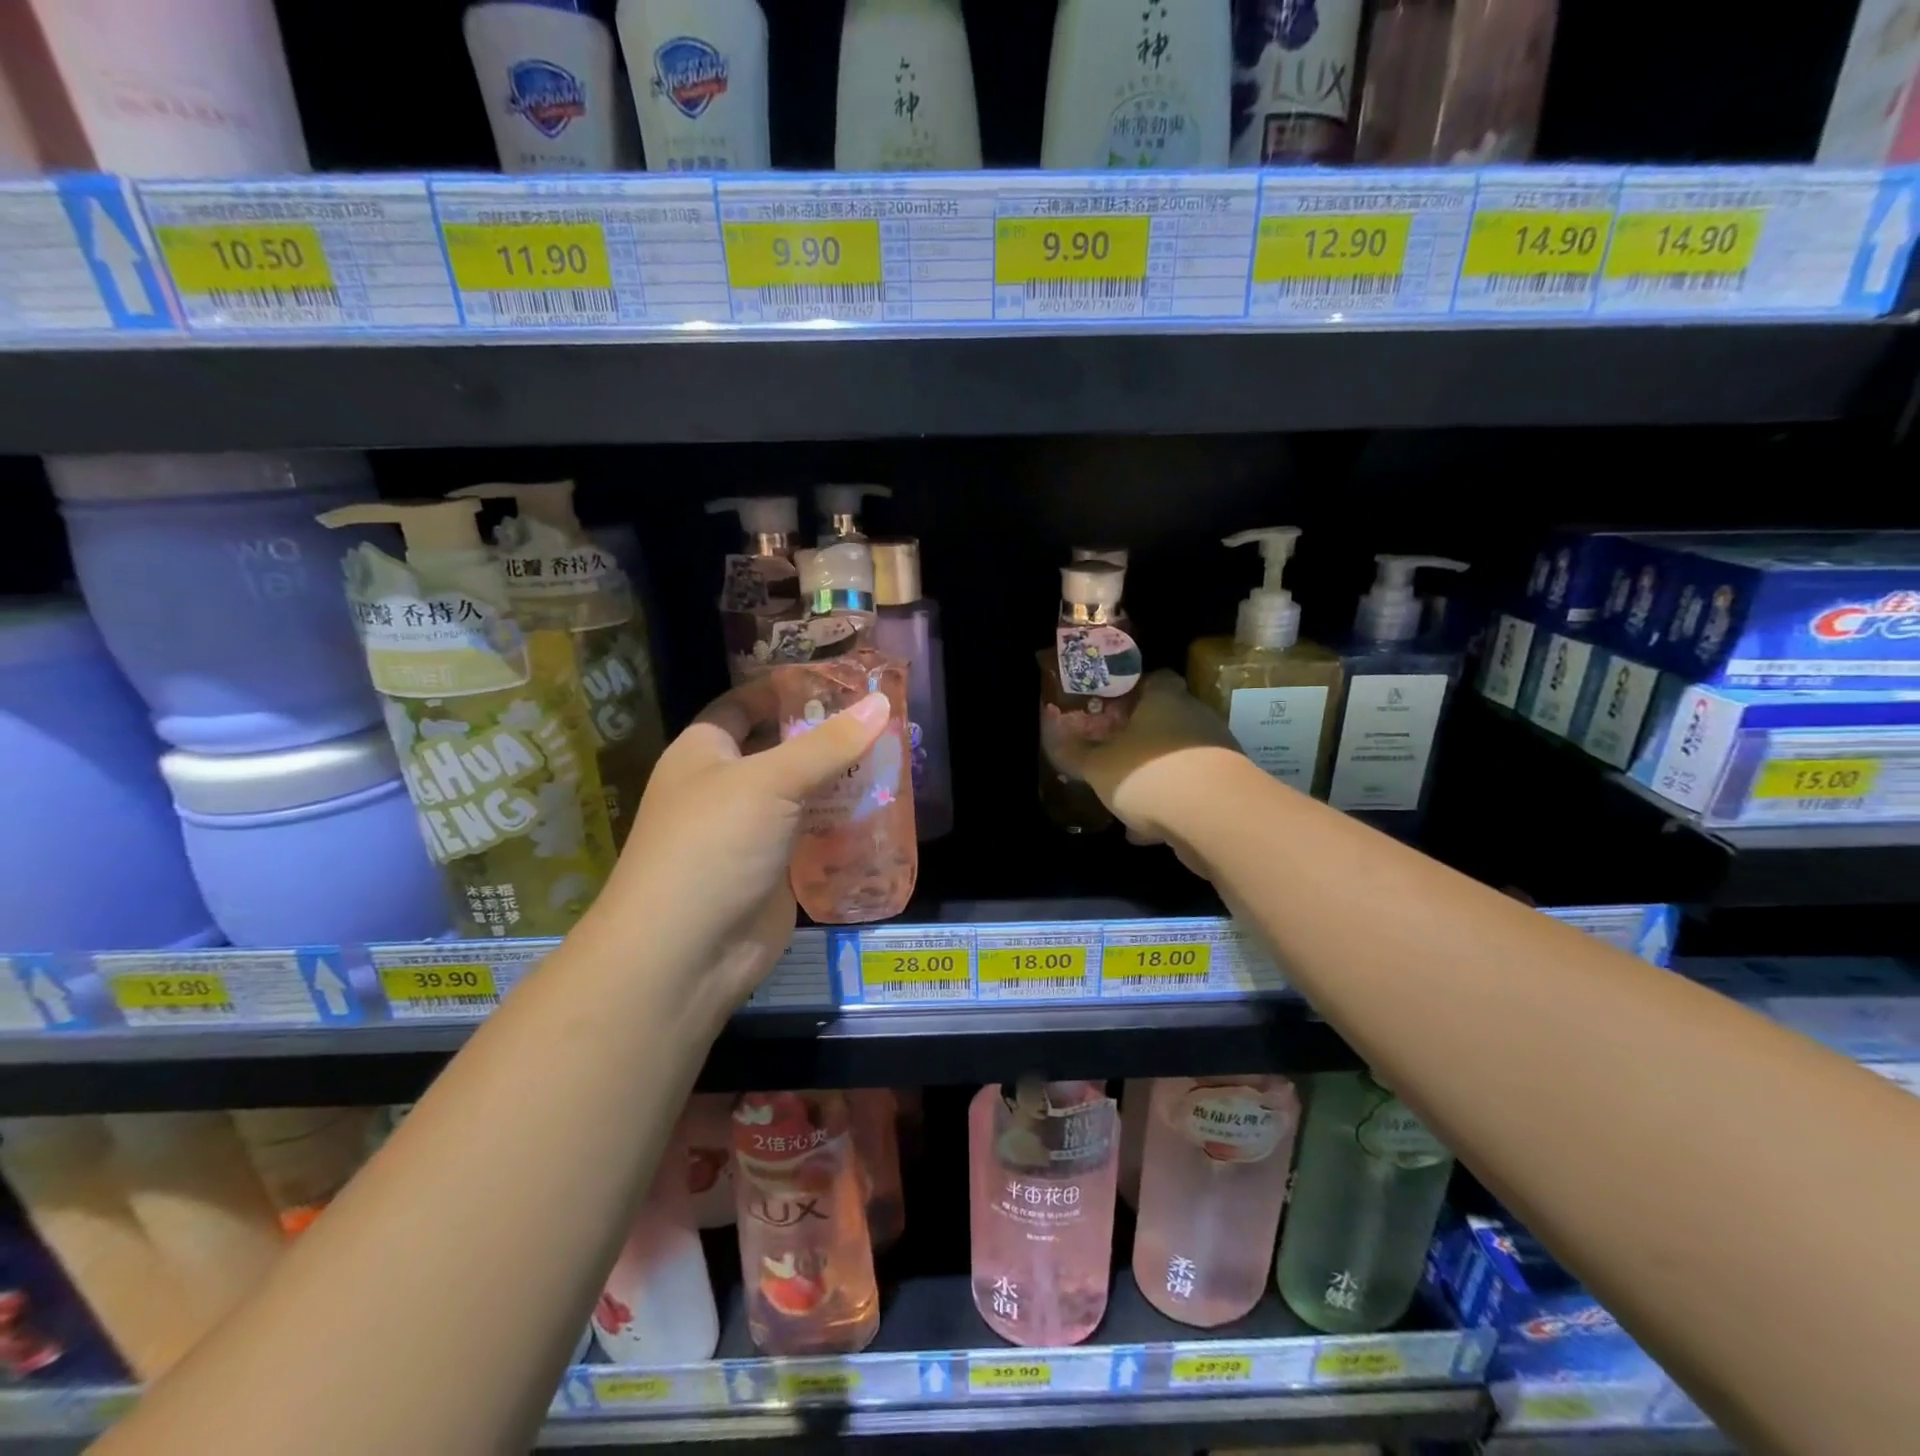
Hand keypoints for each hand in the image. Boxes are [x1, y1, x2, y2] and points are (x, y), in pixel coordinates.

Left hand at [596, 679, 890, 1007]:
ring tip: (896, 757)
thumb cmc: (713, 845)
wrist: (685, 954)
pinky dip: (844, 823)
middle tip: (883, 718)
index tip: (839, 680)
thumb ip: (828, 744)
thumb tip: (881, 701)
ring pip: (804, 793)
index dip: (786, 690)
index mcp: (705, 752)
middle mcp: (726, 786)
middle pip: (782, 748)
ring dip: (843, 780)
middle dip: (827, 736)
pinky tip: (884, 809)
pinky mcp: (776, 869)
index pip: (745, 705)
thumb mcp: (770, 782)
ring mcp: (752, 831)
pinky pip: (815, 835)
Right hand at [1045, 670, 1248, 846]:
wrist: (1218, 818)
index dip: (1133, 690)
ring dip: (1155, 775)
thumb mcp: (1099, 766)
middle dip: (1141, 738)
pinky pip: (1190, 792)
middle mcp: (1196, 718)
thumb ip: (1076, 753)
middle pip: (1167, 720)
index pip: (1156, 679)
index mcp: (1165, 700)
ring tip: (1126, 799)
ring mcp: (1216, 754)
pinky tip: (1146, 832)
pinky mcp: (1227, 789)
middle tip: (1113, 754)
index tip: (1112, 707)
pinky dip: (1169, 806)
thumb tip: (1053, 735)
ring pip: (1178, 758)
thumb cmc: (1150, 774)